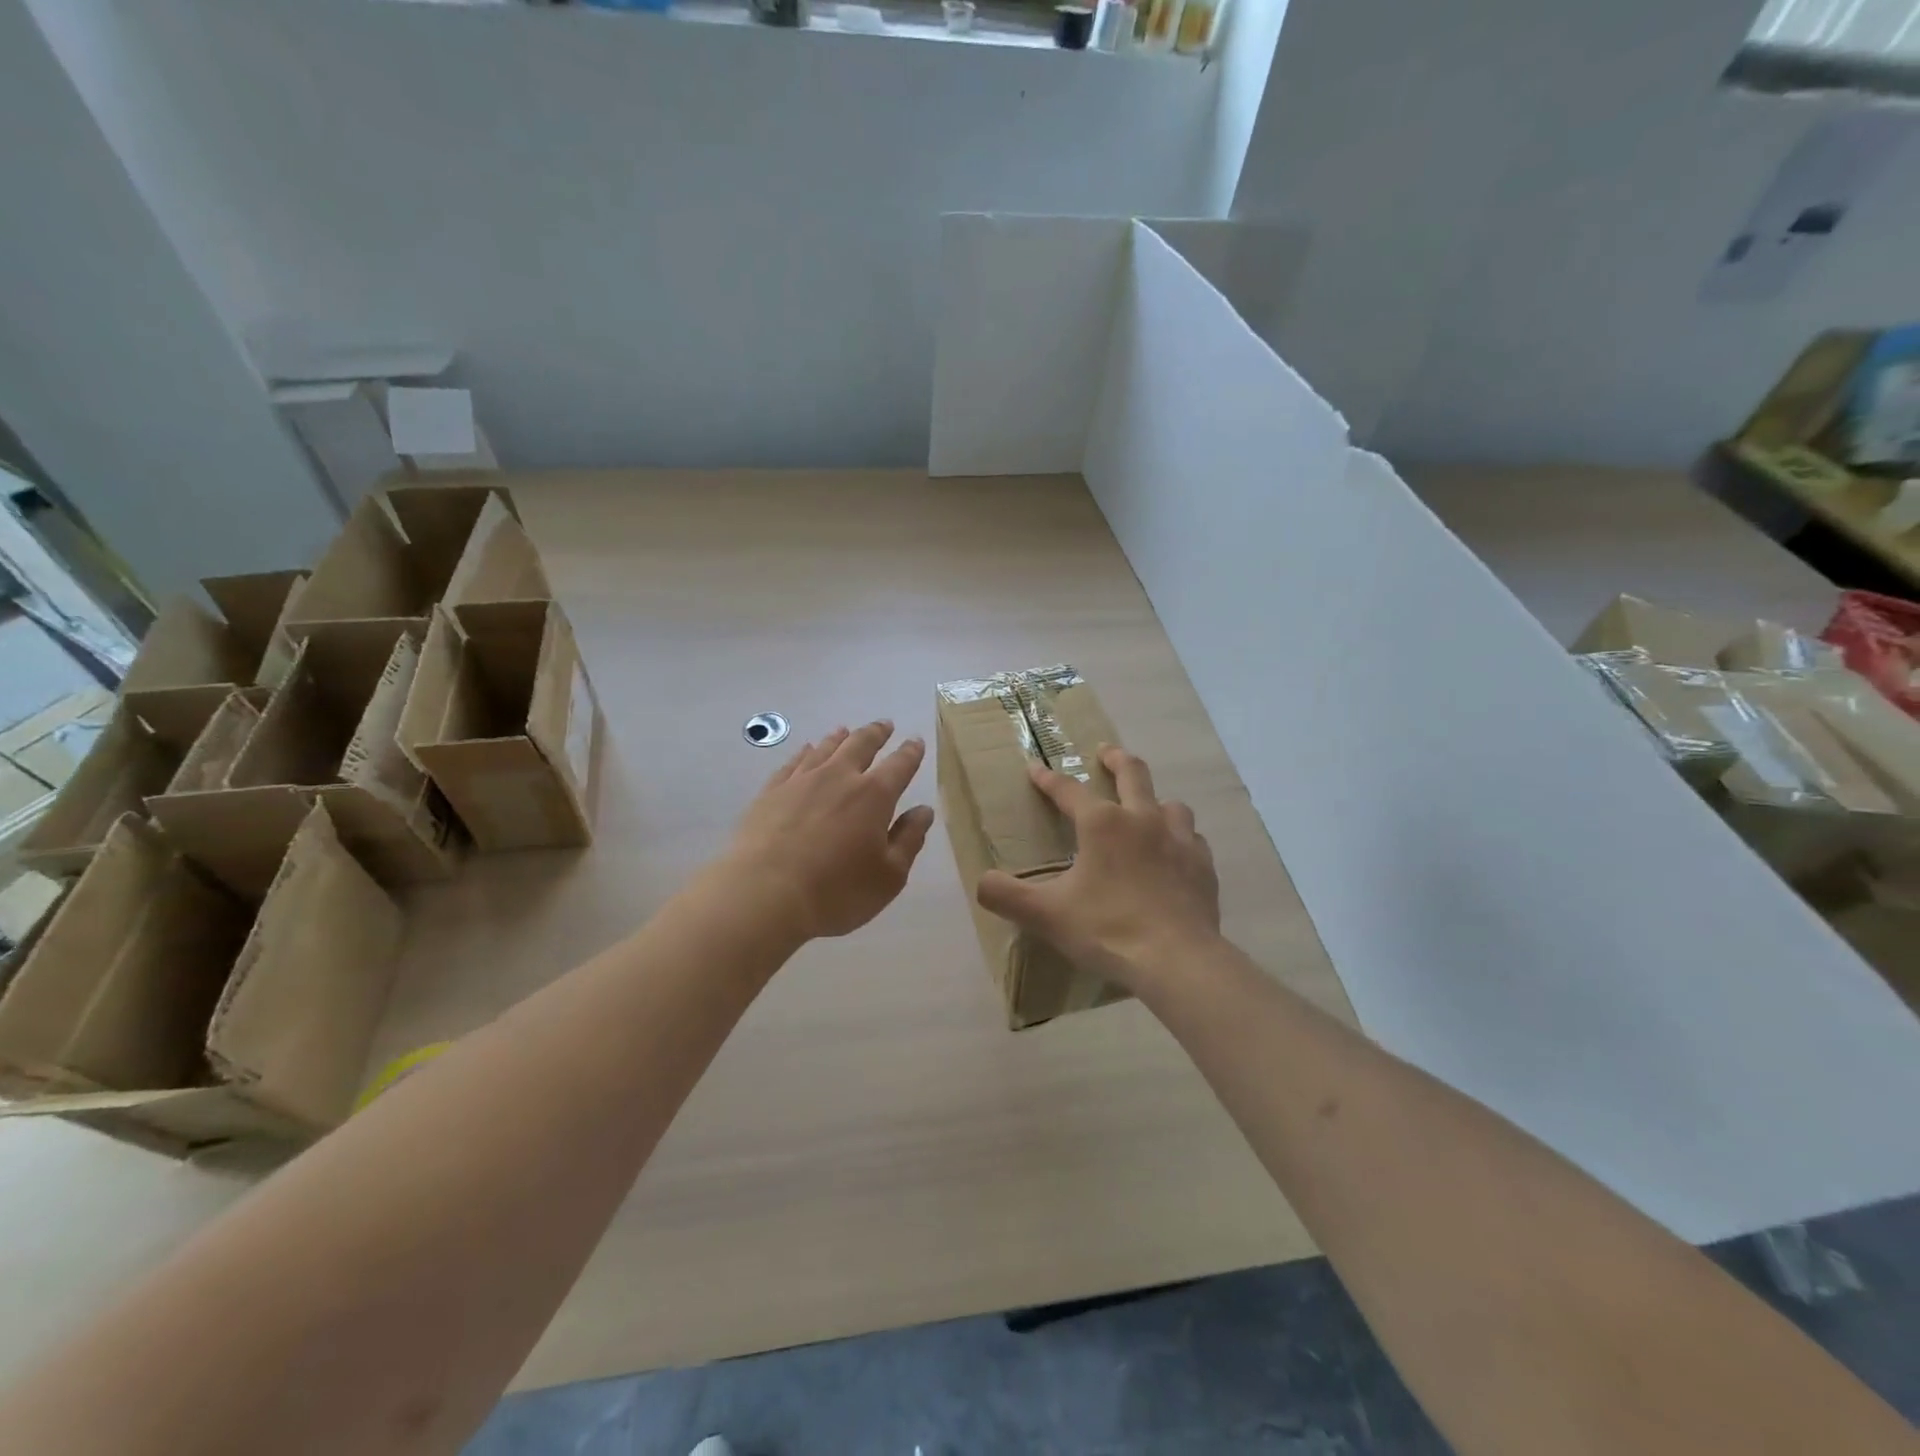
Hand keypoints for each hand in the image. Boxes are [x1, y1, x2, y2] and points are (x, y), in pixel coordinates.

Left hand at [724, 721, 935, 941]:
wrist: (764, 894)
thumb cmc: (837, 891)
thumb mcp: (888, 876)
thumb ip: (909, 839)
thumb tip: (924, 811)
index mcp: (874, 796)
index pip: (899, 765)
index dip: (910, 752)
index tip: (915, 741)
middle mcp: (839, 778)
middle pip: (861, 745)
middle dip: (876, 733)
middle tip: (885, 724)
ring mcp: (801, 781)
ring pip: (825, 748)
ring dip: (839, 738)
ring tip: (846, 730)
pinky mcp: (771, 792)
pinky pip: (792, 763)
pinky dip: (804, 752)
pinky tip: (805, 750)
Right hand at [977, 745, 1218, 994]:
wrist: (1177, 960)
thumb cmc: (1107, 929)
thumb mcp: (1046, 915)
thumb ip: (1007, 896)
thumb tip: (981, 882)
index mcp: (1101, 824)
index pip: (1068, 791)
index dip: (1048, 779)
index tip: (1035, 768)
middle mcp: (1142, 819)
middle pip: (1132, 774)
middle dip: (1116, 759)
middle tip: (1106, 752)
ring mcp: (1179, 840)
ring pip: (1170, 803)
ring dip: (1155, 800)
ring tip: (1147, 808)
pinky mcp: (1202, 866)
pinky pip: (1192, 839)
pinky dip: (1181, 838)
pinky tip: (1175, 852)